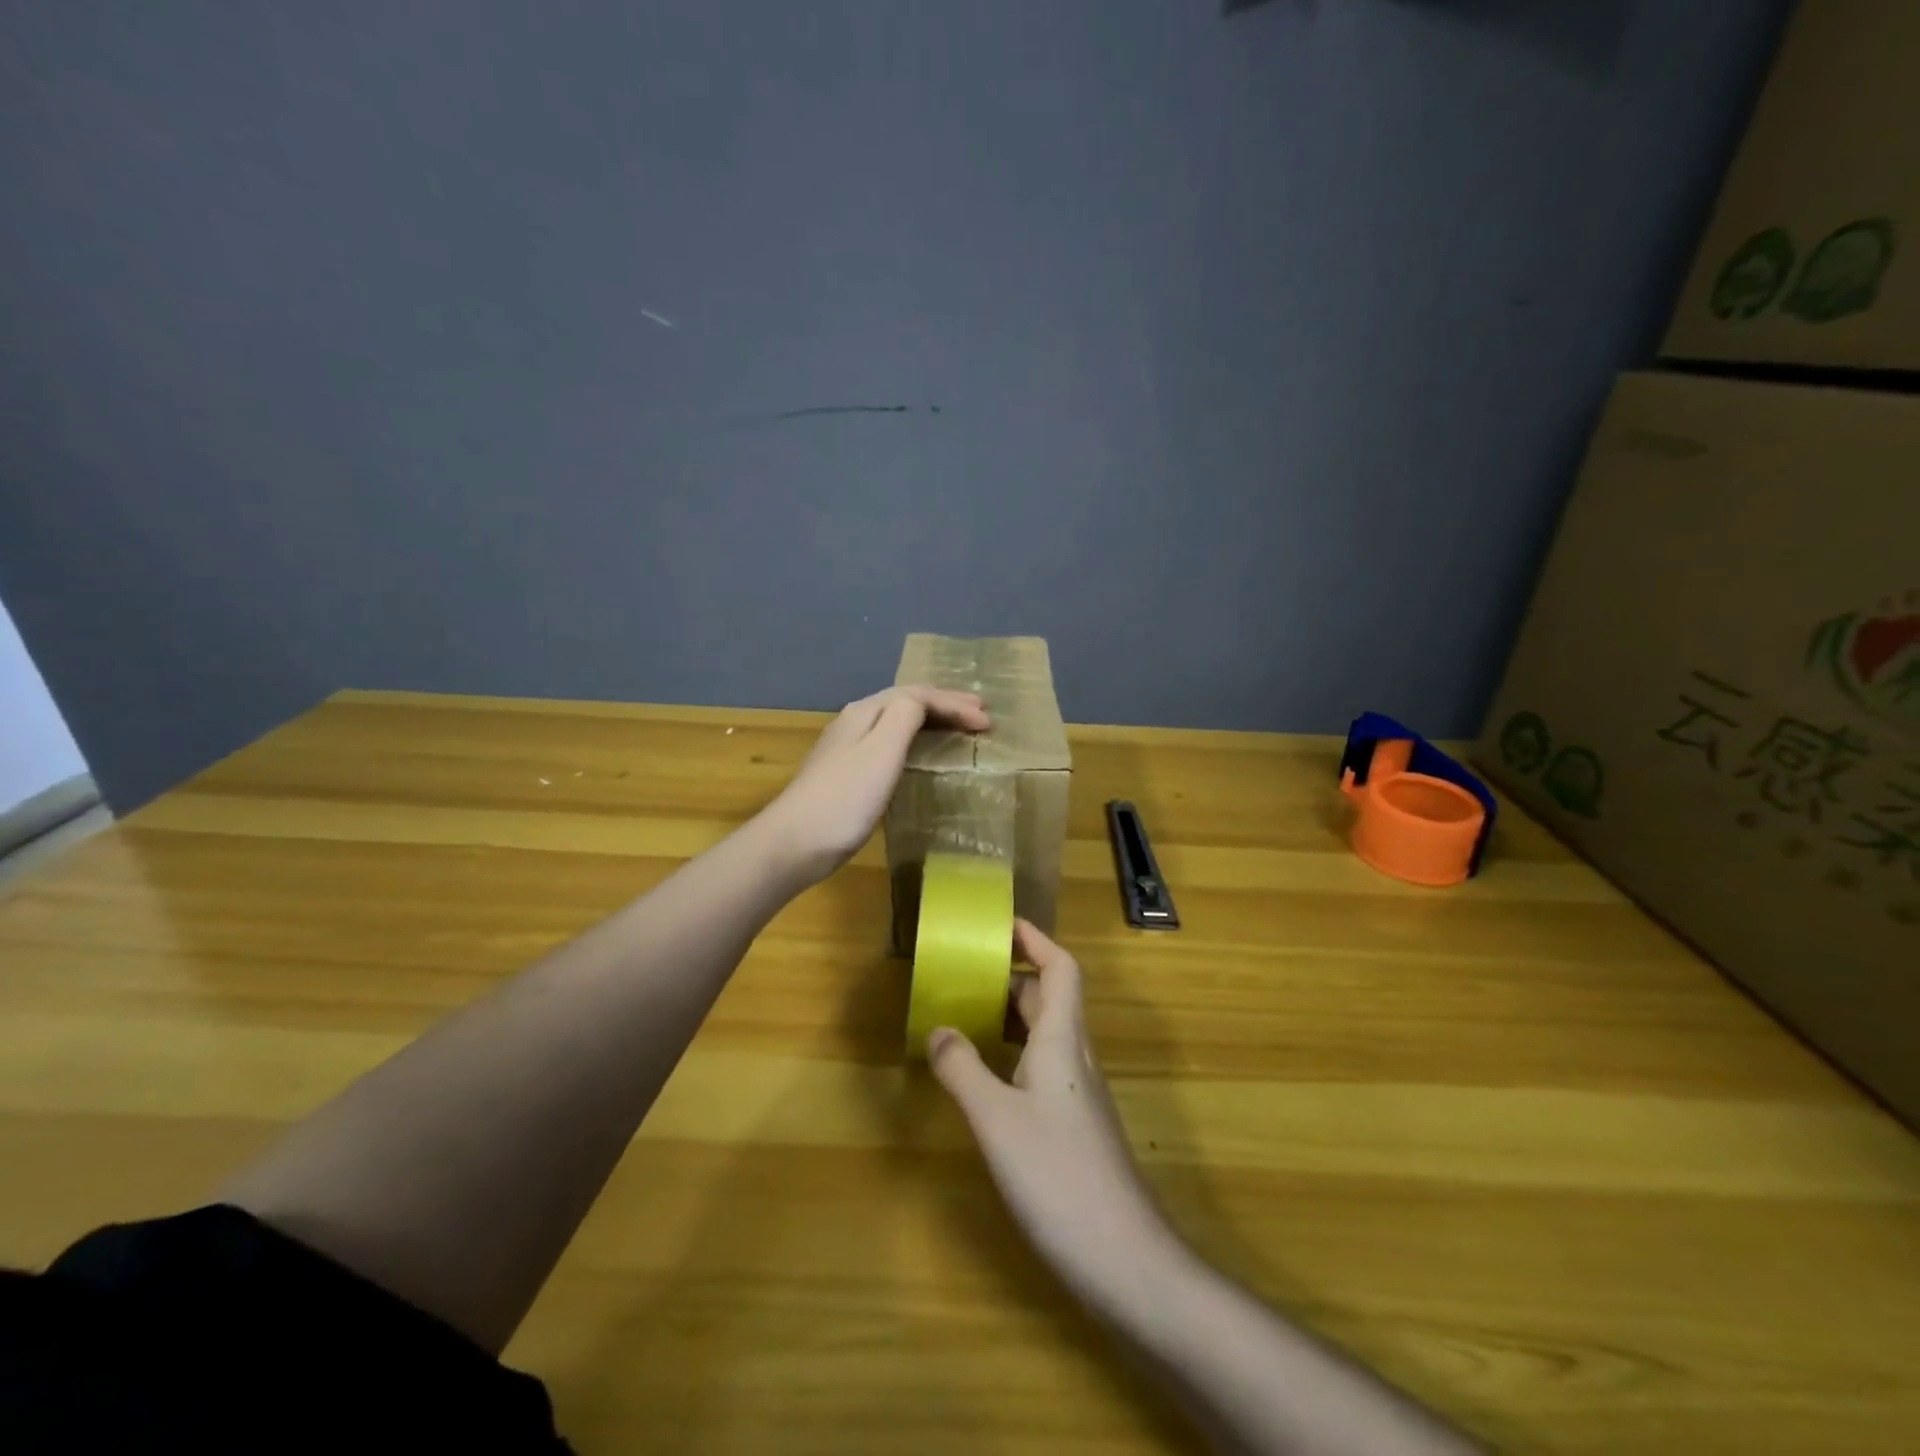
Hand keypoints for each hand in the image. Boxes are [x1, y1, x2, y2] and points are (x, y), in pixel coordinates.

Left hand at [761, 685, 989, 885]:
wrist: (796, 843)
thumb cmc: (846, 797)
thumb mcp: (882, 749)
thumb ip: (905, 715)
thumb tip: (921, 701)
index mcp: (866, 712)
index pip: (917, 695)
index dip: (954, 704)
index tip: (987, 723)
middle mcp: (855, 722)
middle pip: (906, 703)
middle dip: (945, 706)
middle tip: (981, 716)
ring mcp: (848, 748)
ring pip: (897, 723)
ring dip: (932, 722)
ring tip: (959, 729)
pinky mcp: (847, 774)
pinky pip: (891, 744)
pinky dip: (916, 742)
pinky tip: (921, 755)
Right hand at [929, 921, 1168, 1294]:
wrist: (1125, 1258)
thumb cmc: (1058, 1176)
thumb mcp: (996, 1121)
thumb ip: (963, 1070)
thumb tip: (938, 1028)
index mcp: (1061, 1040)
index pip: (1060, 969)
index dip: (1036, 940)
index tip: (1002, 923)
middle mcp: (1074, 1056)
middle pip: (1049, 998)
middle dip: (1012, 976)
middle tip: (966, 971)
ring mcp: (1078, 1093)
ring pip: (1046, 1034)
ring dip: (1010, 1016)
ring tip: (965, 1016)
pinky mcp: (1075, 1125)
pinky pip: (1042, 1066)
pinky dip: (1013, 1054)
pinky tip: (986, 1078)